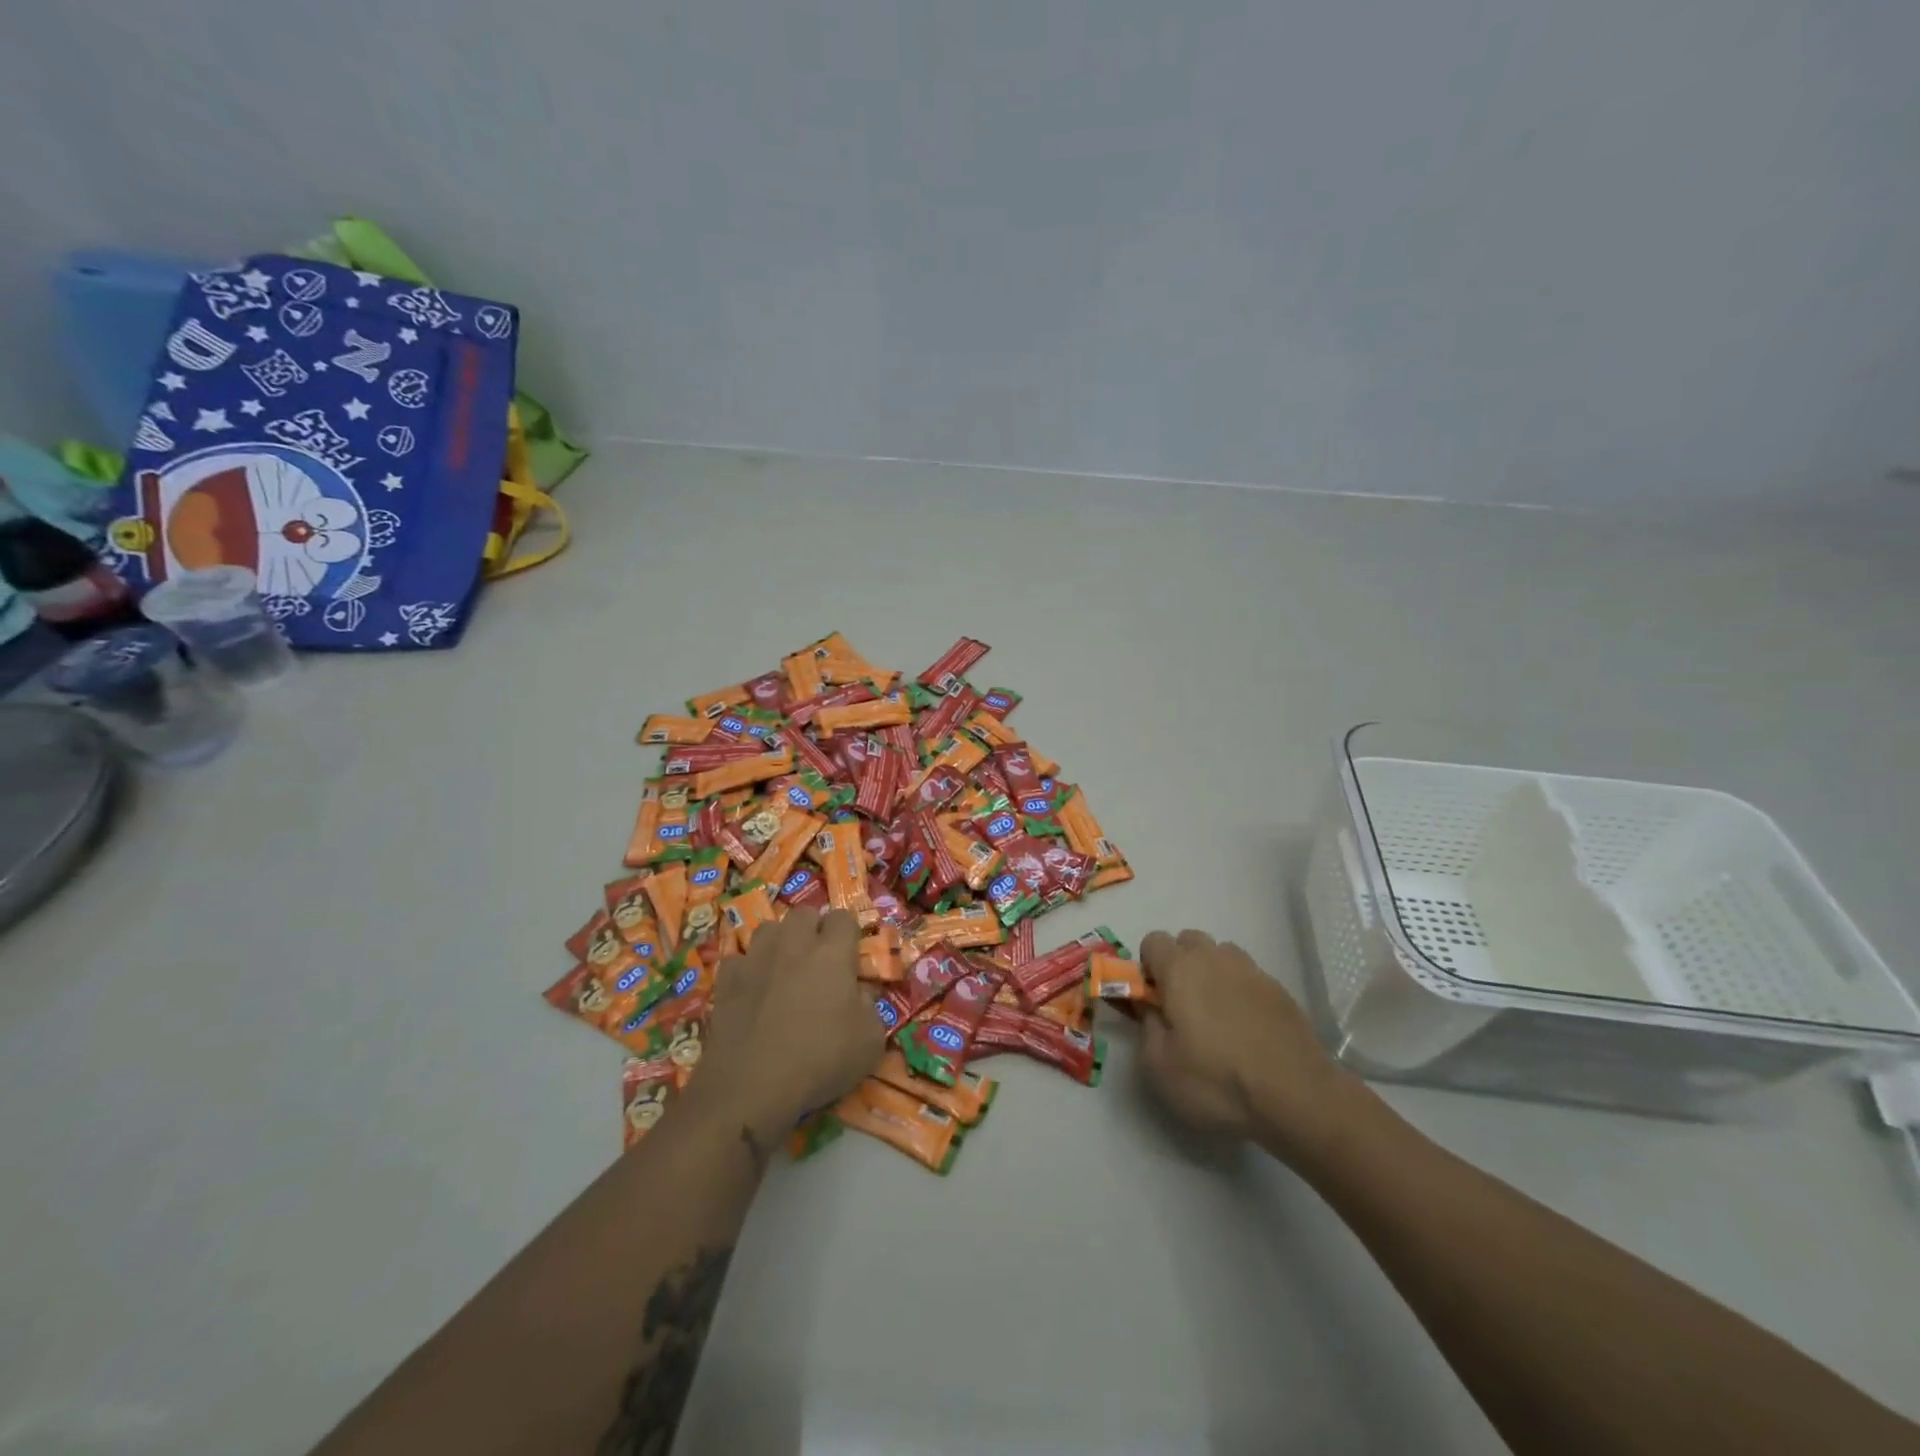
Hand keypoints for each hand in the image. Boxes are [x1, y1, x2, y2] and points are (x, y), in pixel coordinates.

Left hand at [694, 909, 885, 1147]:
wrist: (752, 1087)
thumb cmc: (820, 1061)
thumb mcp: (870, 1042)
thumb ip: (870, 1007)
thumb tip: (860, 993)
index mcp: (832, 953)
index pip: (843, 917)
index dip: (848, 932)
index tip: (851, 955)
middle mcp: (793, 945)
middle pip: (803, 914)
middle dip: (813, 928)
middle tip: (818, 959)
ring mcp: (755, 959)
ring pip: (768, 928)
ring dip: (779, 941)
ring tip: (784, 968)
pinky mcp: (726, 981)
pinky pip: (739, 960)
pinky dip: (747, 969)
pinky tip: (752, 990)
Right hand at [1138, 927, 1363, 1163]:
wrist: (1297, 1097)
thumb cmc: (1217, 1081)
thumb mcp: (1159, 1065)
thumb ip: (1146, 1025)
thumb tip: (1150, 1007)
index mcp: (1179, 968)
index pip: (1152, 941)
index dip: (1148, 968)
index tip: (1154, 1001)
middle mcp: (1215, 958)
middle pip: (1189, 941)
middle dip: (1180, 965)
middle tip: (1183, 1009)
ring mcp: (1252, 971)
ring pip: (1222, 956)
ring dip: (1213, 974)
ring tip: (1219, 1018)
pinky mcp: (1281, 990)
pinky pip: (1250, 978)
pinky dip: (1242, 993)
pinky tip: (1249, 1031)